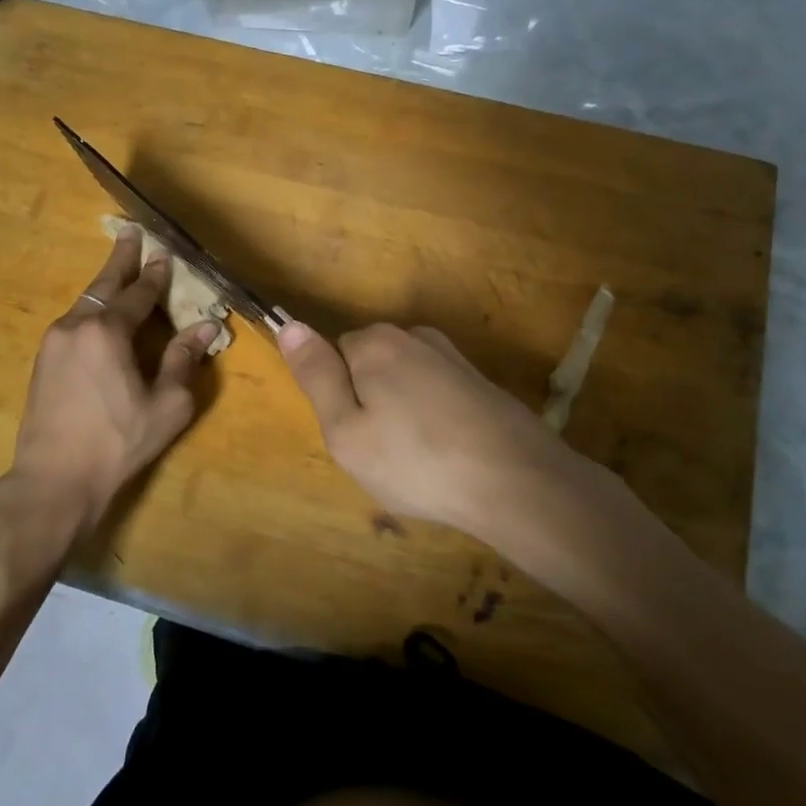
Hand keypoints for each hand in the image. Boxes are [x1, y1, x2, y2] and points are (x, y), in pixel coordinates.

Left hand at [11, 226, 218, 528]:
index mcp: (107, 332)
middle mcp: (76, 326)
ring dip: (105, 285)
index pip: (138, 294)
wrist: (53, 480)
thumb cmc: (118, 442)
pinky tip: (101, 315)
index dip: (155, 274)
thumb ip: (184, 360)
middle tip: (129, 232)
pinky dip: (93, 309)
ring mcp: (53, 342)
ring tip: (120, 272)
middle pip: (103, 284)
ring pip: (85, 303)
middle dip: (120, 258)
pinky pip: (74, 322)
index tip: (165, 253)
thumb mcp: (166, 404)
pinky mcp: (42, 361)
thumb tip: (207, 328)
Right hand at [277, 320, 584, 536]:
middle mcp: (413, 336)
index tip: (356, 434)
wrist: (516, 480)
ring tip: (418, 458)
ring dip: (403, 411)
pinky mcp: (478, 379)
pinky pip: (435, 393)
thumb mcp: (346, 430)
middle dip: (370, 401)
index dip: (339, 397)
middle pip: (369, 364)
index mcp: (374, 343)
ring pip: (403, 380)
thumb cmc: (416, 462)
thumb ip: (316, 375)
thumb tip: (290, 325)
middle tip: (384, 452)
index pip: (333, 354)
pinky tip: (447, 452)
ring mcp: (451, 356)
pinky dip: (433, 418)